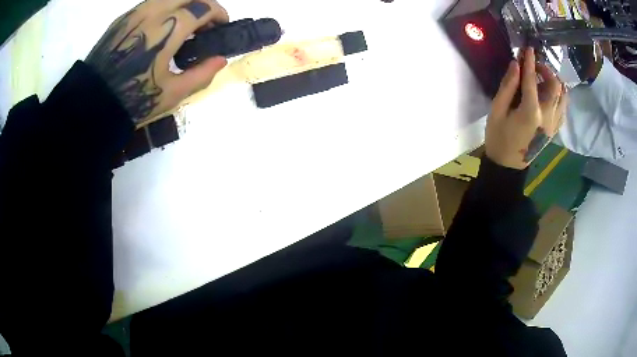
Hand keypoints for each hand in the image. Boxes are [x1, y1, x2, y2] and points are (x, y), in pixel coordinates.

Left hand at [86, 0, 228, 125]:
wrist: (92, 103)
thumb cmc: (133, 99)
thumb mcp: (172, 93)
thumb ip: (201, 74)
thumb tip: (221, 60)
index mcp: (169, 28)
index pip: (205, 6)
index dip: (219, 14)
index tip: (221, 25)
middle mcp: (154, 11)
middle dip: (203, 4)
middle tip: (204, 23)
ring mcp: (136, 12)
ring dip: (183, 5)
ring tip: (182, 26)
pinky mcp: (123, 18)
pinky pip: (151, 4)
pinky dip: (164, 9)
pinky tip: (160, 29)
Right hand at [486, 48, 567, 169]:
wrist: (508, 166)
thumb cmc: (499, 137)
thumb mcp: (497, 110)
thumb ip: (508, 86)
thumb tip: (516, 65)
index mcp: (531, 112)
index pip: (533, 80)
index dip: (530, 62)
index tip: (529, 48)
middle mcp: (547, 117)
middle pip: (555, 87)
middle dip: (546, 71)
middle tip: (535, 66)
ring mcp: (553, 125)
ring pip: (563, 98)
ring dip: (556, 83)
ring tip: (545, 78)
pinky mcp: (554, 130)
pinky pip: (563, 110)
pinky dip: (560, 97)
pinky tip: (551, 94)